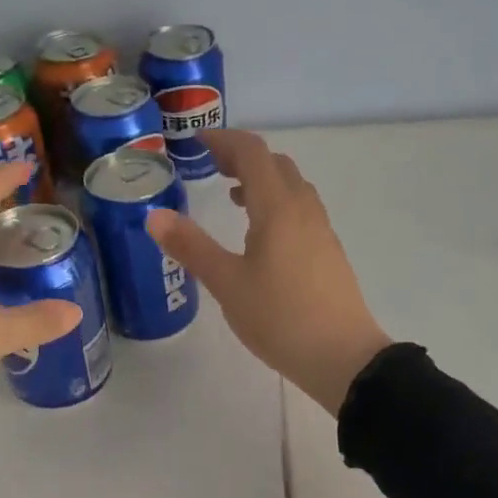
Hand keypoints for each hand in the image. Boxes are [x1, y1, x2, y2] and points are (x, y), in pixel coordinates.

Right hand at [145, 130, 391, 414]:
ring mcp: (321, 230)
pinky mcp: (328, 252)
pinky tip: (261, 235)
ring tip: (232, 196)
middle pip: (275, 164)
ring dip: (262, 181)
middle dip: (242, 158)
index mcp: (278, 208)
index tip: (197, 141)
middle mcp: (304, 209)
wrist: (342, 357)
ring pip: (292, 187)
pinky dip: (276, 204)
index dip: (224, 140)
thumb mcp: (227, 284)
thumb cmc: (280, 317)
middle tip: (210, 167)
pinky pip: (301, 210)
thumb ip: (191, 247)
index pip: (253, 153)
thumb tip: (155, 216)